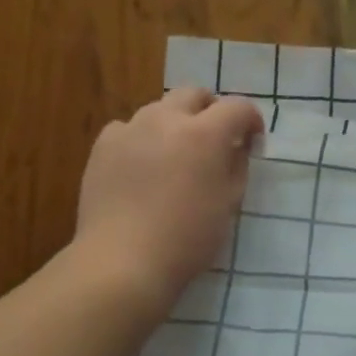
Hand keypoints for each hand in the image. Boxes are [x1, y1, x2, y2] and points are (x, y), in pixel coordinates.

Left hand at [74, 87, 264, 313]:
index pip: (238, 107)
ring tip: (176, 155)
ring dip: (175, 123)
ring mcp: (130, 129)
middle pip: (194, 94)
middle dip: (211, 111)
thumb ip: (237, 166)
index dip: (251, 121)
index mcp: (204, 134)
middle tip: (215, 141)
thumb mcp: (228, 204)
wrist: (123, 260)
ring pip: (159, 109)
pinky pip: (128, 129)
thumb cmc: (187, 239)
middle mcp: (166, 120)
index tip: (252, 143)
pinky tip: (142, 166)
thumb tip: (236, 147)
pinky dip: (142, 139)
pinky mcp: (103, 146)